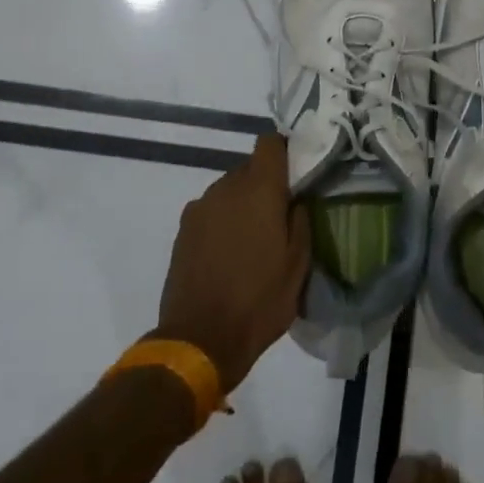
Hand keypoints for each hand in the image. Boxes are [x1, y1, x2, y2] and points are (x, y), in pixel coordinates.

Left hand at [155, 133, 311, 392]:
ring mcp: (199, 208)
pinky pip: (211, 211)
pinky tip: (229, 253)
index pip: (270, 143)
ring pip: (229, 190)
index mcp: (259, 190)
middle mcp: (226, 188)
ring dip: (242, 204)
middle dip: (266, 185)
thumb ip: (301, 222)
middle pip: (249, 168)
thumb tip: (296, 200)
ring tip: (254, 240)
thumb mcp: (298, 265)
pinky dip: (223, 221)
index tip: (297, 170)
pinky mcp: (182, 230)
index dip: (285, 150)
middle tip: (280, 215)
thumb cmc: (259, 301)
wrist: (199, 339)